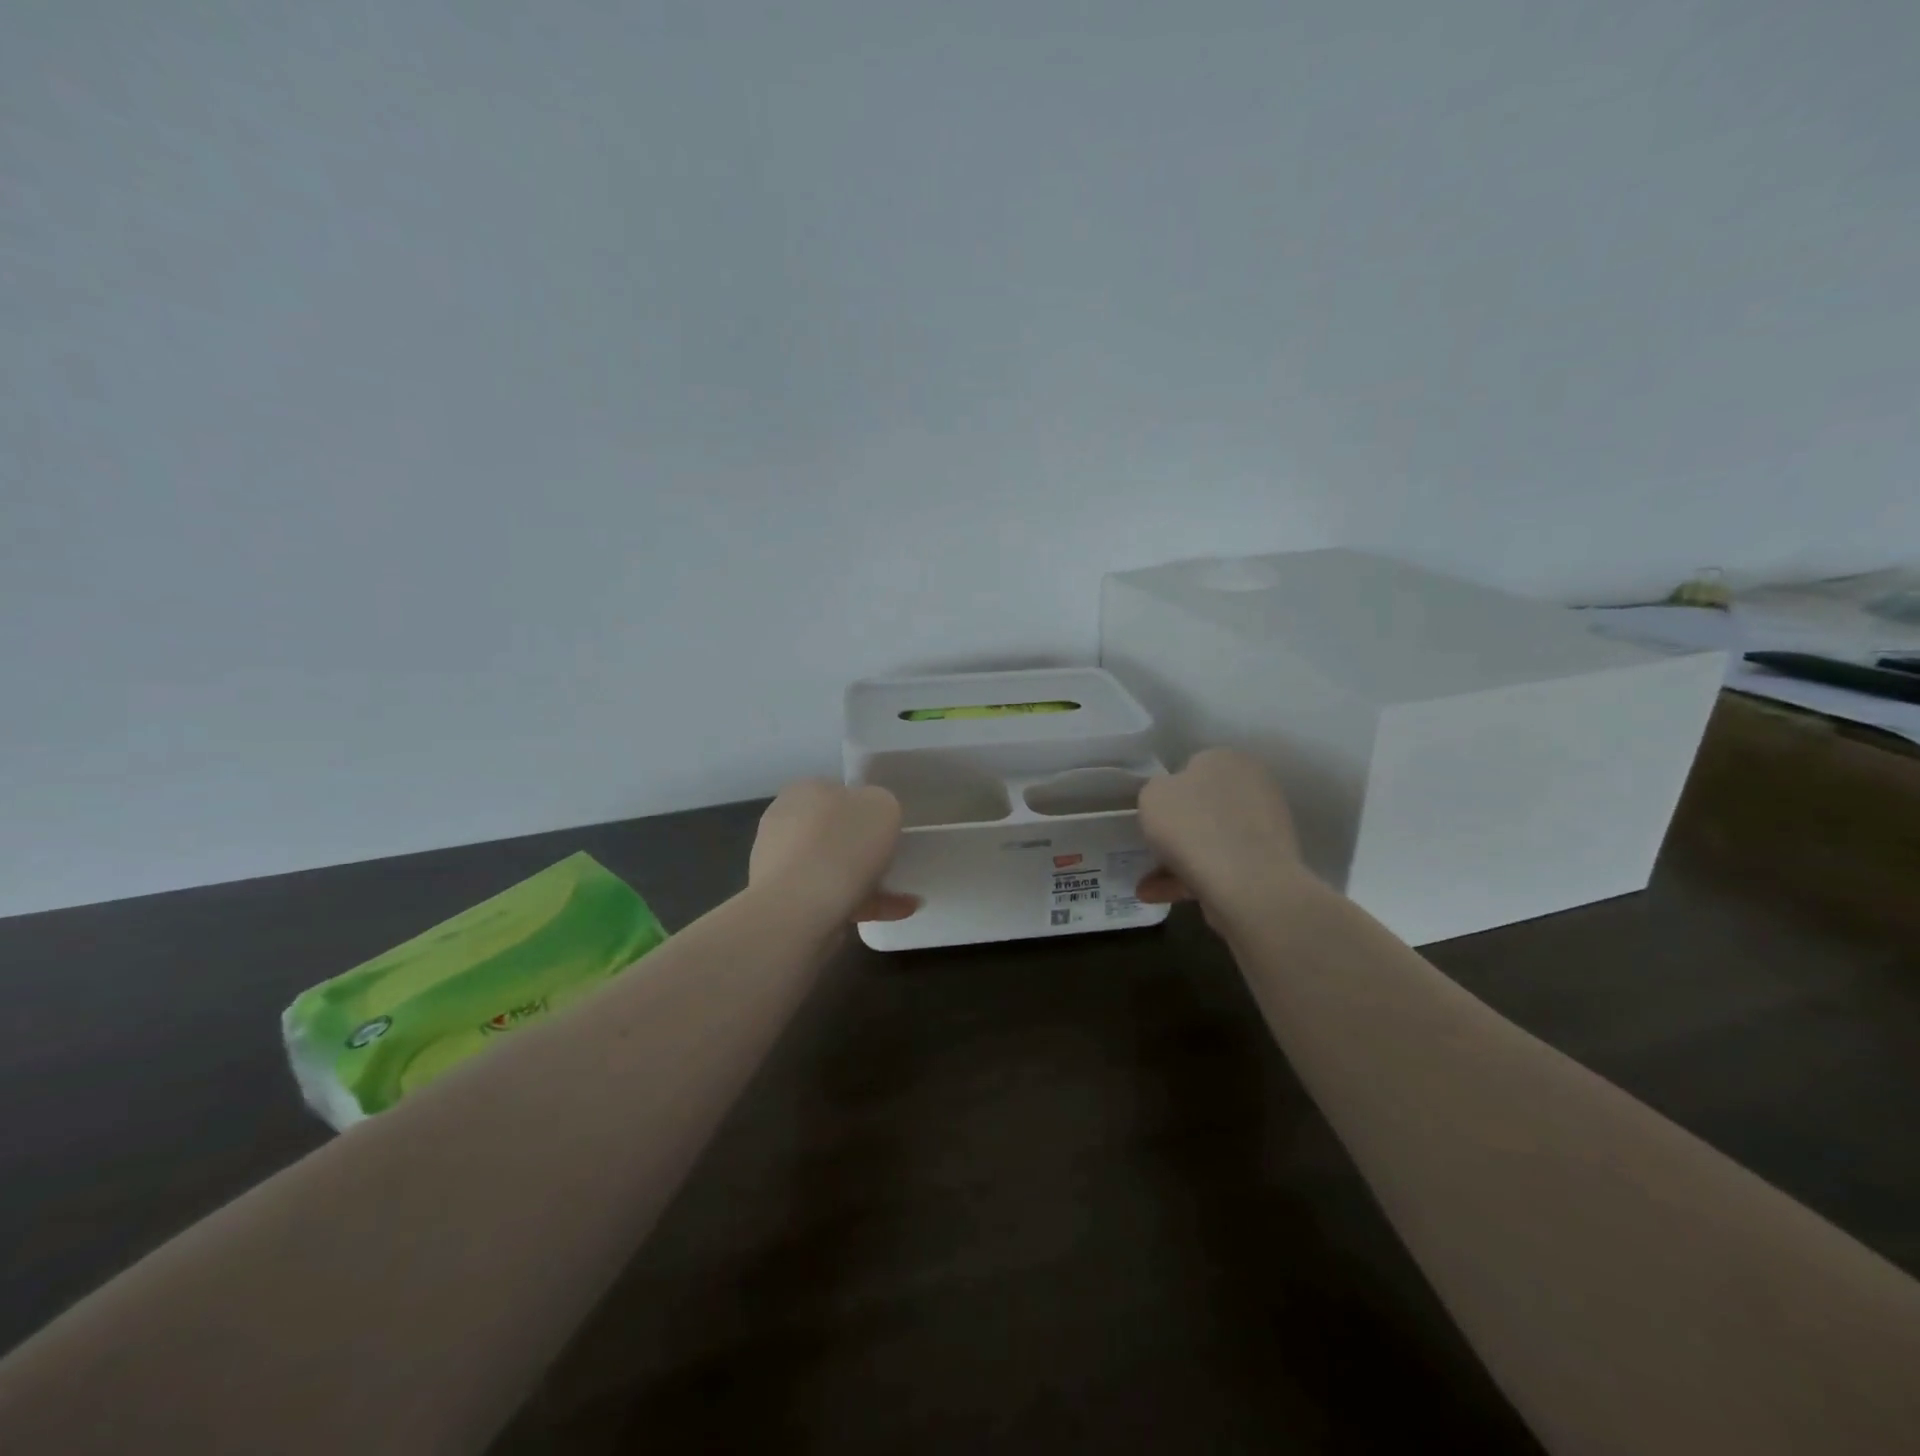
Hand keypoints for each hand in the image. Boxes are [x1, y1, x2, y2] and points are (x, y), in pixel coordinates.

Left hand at [749, 780, 918, 923]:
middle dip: (864, 849)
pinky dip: (861, 904)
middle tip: (894, 862)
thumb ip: (882, 805)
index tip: (888, 830)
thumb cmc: (843, 844)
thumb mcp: (884, 805)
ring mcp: (780, 864)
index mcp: (804, 790)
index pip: (840, 793)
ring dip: (867, 881)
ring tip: (903, 898)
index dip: (867, 811)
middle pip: (835, 832)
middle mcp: (785, 821)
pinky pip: (830, 898)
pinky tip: (894, 913)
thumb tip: (872, 819)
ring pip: (833, 869)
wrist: (798, 908)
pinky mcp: (784, 901)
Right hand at [1134, 749, 1302, 916]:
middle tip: (1152, 849)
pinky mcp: (1268, 863)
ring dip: (1179, 860)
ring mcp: (1264, 827)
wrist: (1245, 883)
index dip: (1169, 792)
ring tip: (1148, 887)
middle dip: (1177, 830)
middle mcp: (1253, 786)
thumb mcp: (1152, 795)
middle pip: (1203, 807)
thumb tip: (1171, 799)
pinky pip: (1222, 866)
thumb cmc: (1192, 826)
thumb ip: (1157, 790)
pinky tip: (1162, 897)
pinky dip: (1193, 879)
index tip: (1154, 815)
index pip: (1193, 768)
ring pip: (1211, 840)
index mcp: (1227, 759)